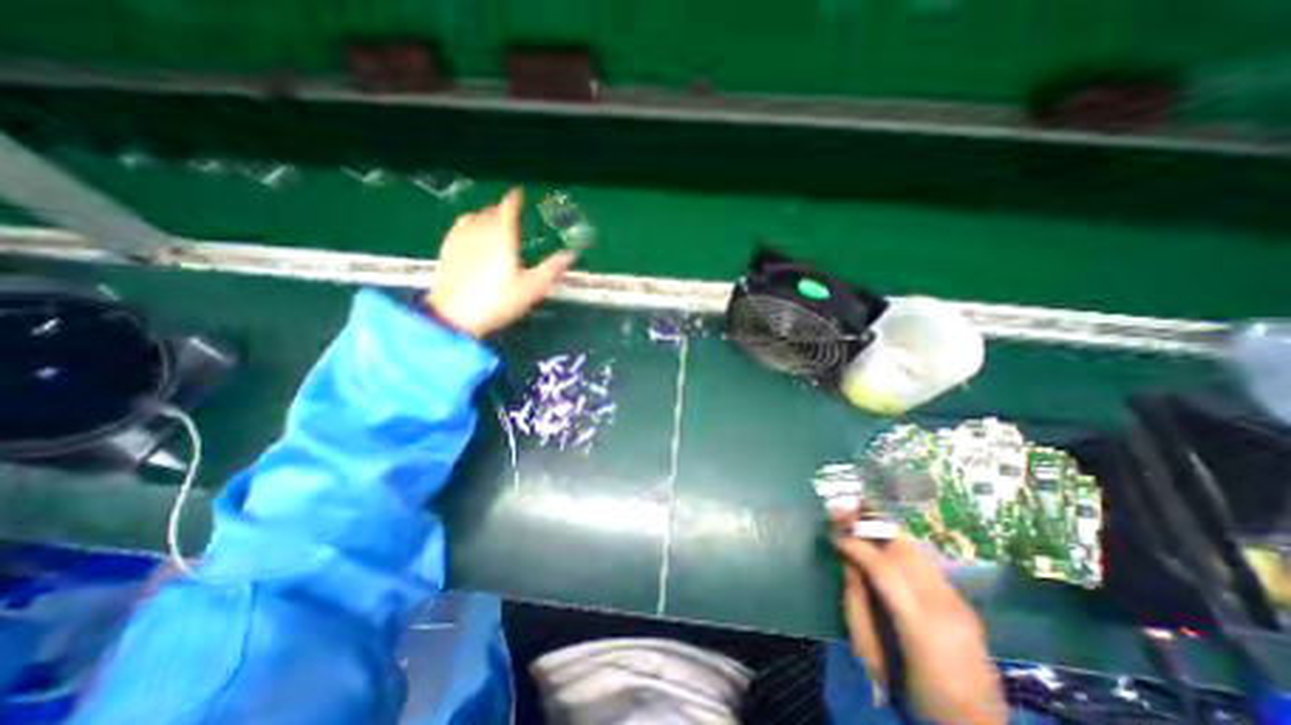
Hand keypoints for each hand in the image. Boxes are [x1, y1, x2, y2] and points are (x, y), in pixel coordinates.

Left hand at [429, 186, 573, 335]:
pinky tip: (471, 236)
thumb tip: (569, 256)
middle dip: (501, 210)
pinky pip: (458, 228)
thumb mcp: (531, 288)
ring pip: (472, 218)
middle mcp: (479, 231)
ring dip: (484, 216)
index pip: (508, 208)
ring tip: (492, 223)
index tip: (518, 194)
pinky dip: (468, 226)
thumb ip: (551, 269)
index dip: (514, 199)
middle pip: (490, 212)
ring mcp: (459, 239)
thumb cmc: (497, 301)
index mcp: (501, 235)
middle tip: (511, 215)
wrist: (455, 316)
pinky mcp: (446, 250)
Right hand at [839, 531, 1008, 724]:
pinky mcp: (964, 602)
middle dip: (871, 526)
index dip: (856, 545)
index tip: (835, 536)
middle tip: (846, 515)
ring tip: (861, 524)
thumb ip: (858, 608)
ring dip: (884, 534)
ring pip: (916, 549)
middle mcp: (945, 606)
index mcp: (921, 626)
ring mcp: (960, 602)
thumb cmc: (917, 697)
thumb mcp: (875, 659)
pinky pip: (925, 564)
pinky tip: (885, 550)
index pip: (883, 568)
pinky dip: (900, 550)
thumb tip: (849, 566)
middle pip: (904, 549)